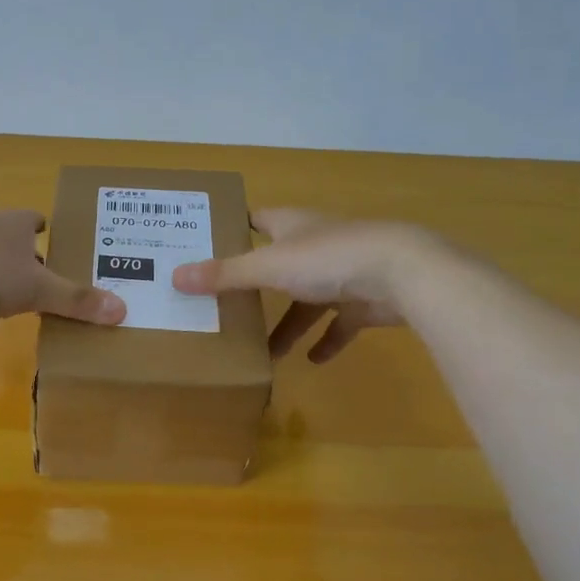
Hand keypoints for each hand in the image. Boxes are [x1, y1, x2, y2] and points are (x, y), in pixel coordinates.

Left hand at [0, 210, 125, 337]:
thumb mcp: (38, 288)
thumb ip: (77, 300)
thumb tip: (123, 310)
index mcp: (12, 225)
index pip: (36, 220)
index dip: (51, 232)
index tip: (66, 248)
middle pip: (13, 247)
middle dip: (30, 265)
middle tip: (54, 286)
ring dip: (1, 288)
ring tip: (25, 308)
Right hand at [172, 208, 438, 362]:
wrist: (404, 273)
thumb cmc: (330, 259)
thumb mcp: (269, 267)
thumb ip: (224, 275)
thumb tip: (174, 276)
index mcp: (292, 226)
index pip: (256, 219)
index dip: (233, 229)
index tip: (207, 244)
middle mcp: (316, 244)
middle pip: (278, 263)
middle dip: (255, 287)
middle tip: (225, 307)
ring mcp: (344, 271)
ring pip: (307, 299)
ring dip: (289, 324)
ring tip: (266, 352)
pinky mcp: (365, 299)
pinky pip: (340, 322)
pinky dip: (327, 340)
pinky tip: (313, 361)